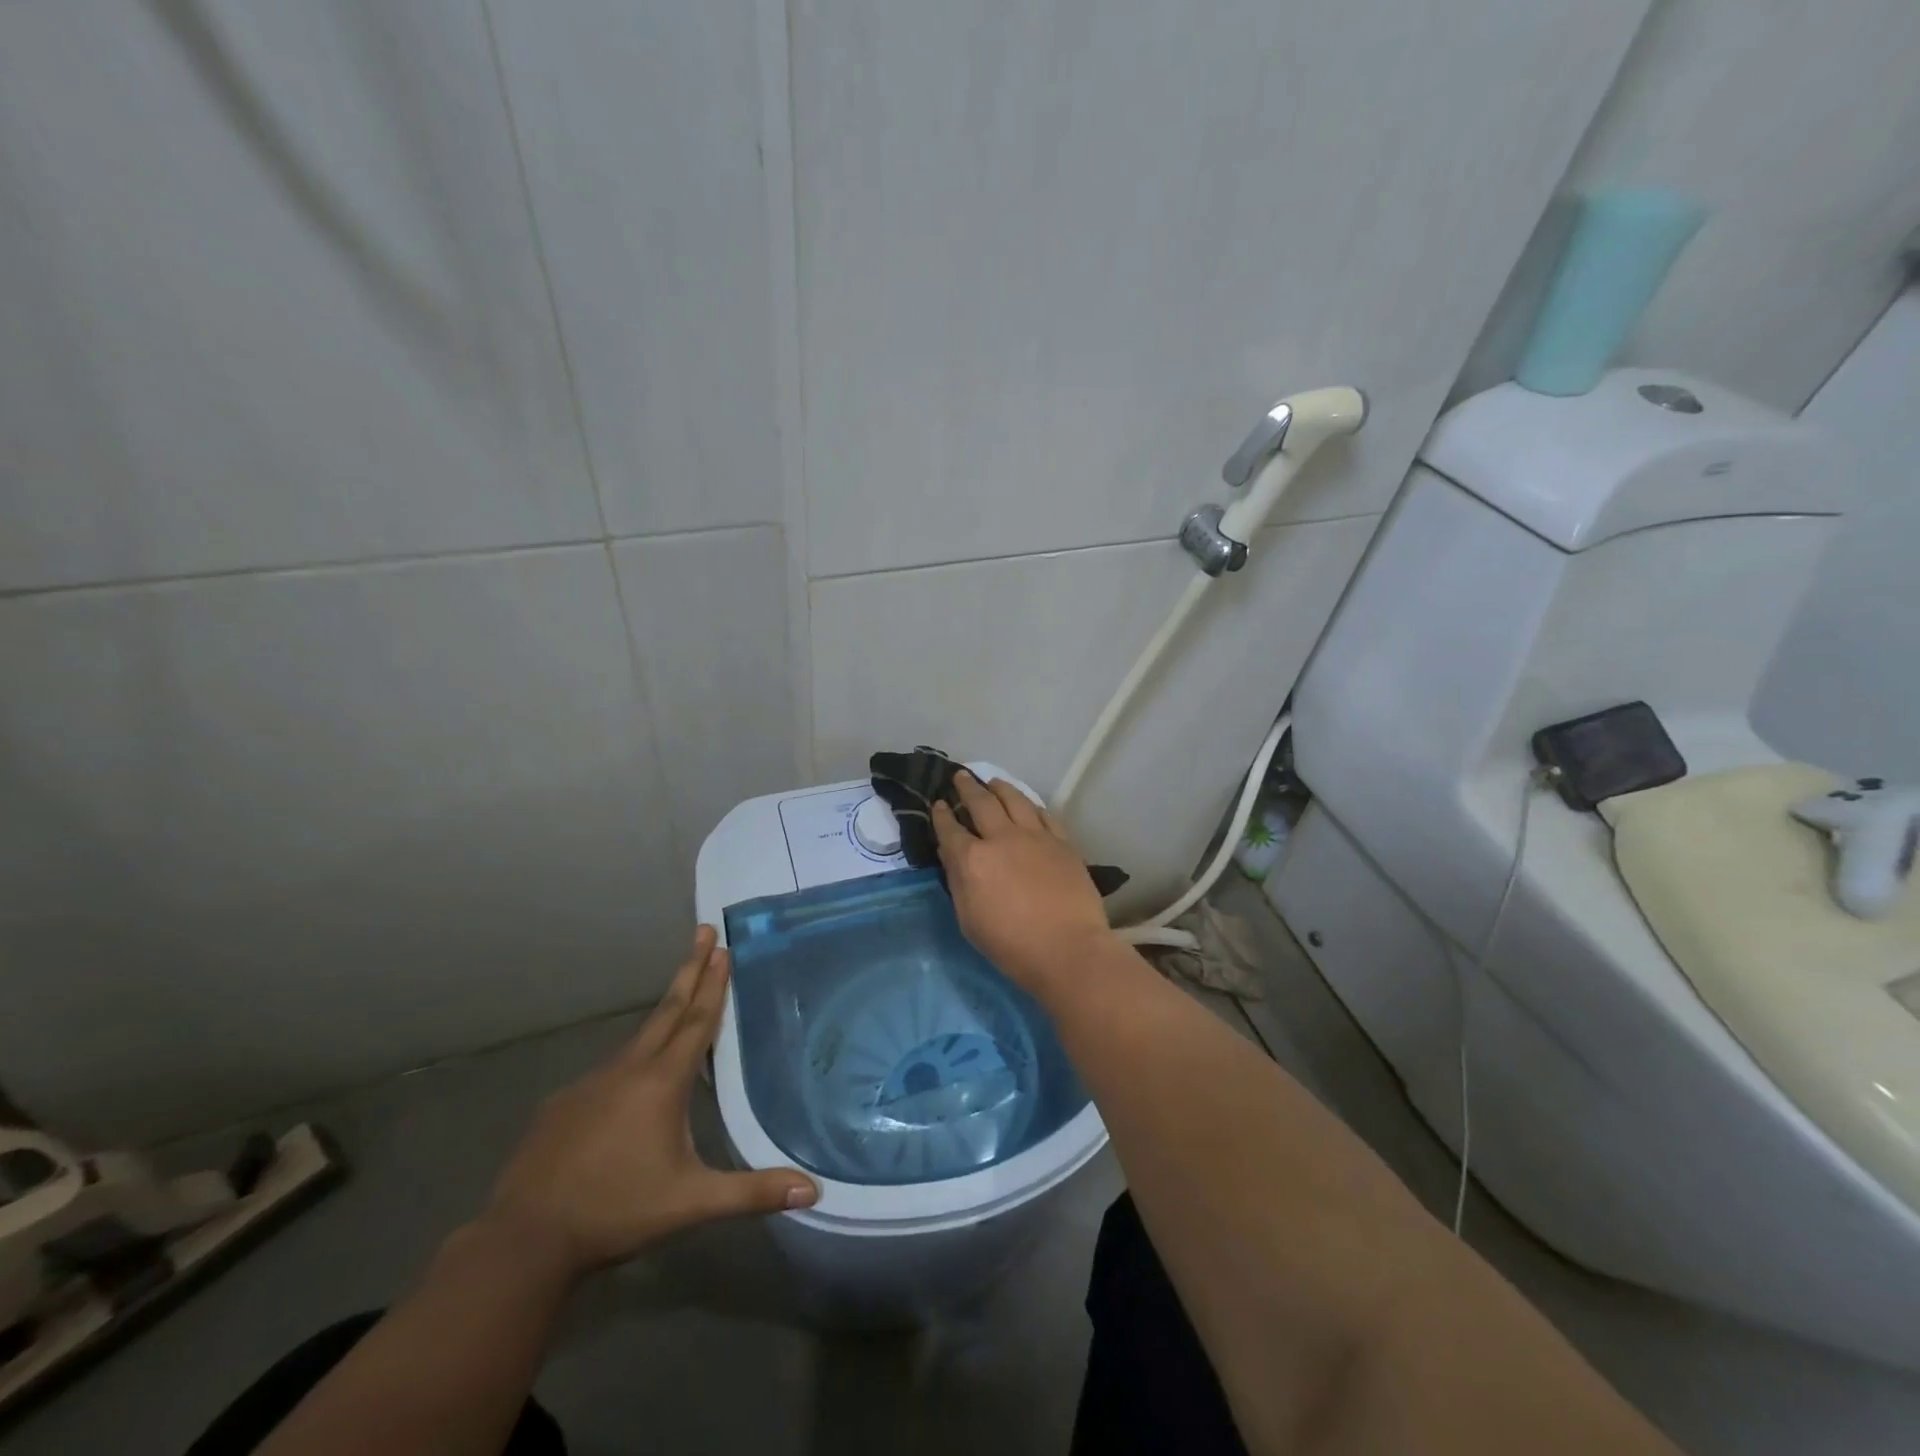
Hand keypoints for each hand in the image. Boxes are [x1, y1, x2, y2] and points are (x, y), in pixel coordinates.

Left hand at [482, 927, 816, 1279]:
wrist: (523, 1239)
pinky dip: (633, 1056)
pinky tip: (633, 1075)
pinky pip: (610, 1068)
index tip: (722, 947)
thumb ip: (751, 1192)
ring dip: (665, 1010)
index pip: (697, 1021)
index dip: (714, 983)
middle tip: (704, 931)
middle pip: (668, 1010)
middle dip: (690, 969)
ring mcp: (591, 1082)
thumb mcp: (691, 1202)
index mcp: (662, 1082)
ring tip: (682, 994)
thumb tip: (813, 1190)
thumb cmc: (616, 1210)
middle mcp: (628, 1069)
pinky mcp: (564, 1102)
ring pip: (638, 1037)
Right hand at [932, 771, 1116, 996]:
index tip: (938, 804)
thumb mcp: (969, 920)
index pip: (950, 828)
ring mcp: (1035, 836)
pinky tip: (1027, 804)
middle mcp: (1002, 838)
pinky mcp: (1062, 842)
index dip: (941, 815)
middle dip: (967, 787)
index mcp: (973, 859)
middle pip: (981, 803)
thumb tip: (950, 853)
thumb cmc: (1011, 945)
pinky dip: (1030, 805)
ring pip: (1014, 799)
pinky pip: (1044, 814)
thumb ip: (957, 881)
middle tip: (960, 776)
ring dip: (999, 787)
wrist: (1068, 949)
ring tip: (992, 782)